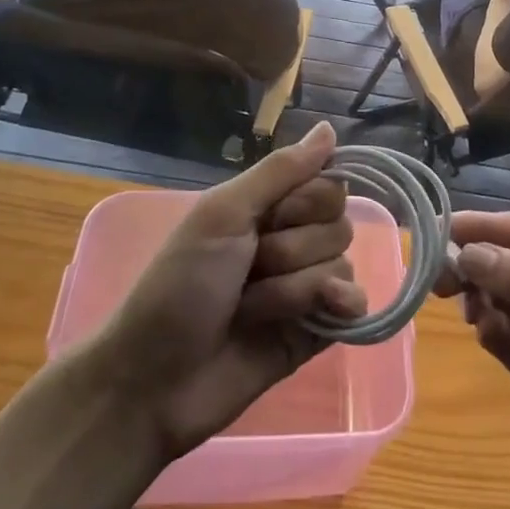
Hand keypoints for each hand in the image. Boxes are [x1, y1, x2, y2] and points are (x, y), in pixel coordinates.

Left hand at [86, 121, 365, 460]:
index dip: (307, 202)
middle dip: (294, 249)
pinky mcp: (316, 331)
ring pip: (341, 264)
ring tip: (251, 309)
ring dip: (294, 288)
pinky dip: (339, 306)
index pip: (327, 184)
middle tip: (249, 269)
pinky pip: (355, 305)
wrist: (154, 381)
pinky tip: (321, 314)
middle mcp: (291, 241)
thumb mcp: (222, 215)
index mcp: (268, 208)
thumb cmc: (179, 287)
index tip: (272, 218)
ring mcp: (305, 288)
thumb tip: (330, 126)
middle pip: (338, 223)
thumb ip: (280, 171)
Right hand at [435, 212, 509, 508]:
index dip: (481, 228)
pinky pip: (498, 332)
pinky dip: (488, 330)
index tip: (435, 230)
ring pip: (495, 295)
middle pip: (503, 260)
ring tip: (474, 315)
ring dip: (479, 300)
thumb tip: (468, 252)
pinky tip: (489, 337)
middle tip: (437, 278)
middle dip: (473, 266)